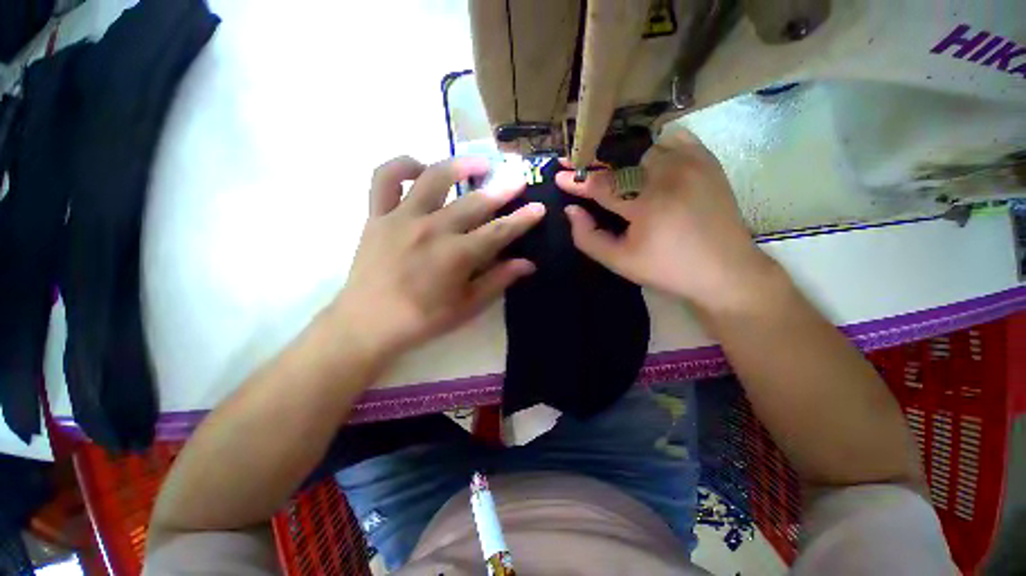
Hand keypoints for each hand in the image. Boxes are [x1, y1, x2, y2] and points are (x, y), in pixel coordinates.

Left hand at [331, 156, 544, 359]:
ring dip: (459, 165)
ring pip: (433, 178)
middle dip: (502, 189)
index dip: (522, 219)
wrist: (367, 324)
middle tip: (517, 179)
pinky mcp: (377, 215)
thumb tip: (527, 264)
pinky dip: (403, 166)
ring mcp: (402, 218)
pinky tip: (420, 169)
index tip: (539, 207)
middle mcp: (432, 229)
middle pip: (474, 203)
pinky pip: (386, 178)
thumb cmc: (422, 320)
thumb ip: (498, 281)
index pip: (498, 232)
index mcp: (456, 256)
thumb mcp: (467, 307)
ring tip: (478, 163)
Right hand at [555, 129, 776, 312]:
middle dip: (596, 163)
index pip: (601, 184)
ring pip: (645, 146)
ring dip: (624, 157)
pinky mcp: (708, 161)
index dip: (577, 180)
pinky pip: (674, 139)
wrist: (725, 271)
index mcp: (646, 204)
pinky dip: (655, 146)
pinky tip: (648, 161)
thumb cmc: (667, 269)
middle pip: (620, 159)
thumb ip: (588, 237)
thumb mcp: (620, 262)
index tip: (559, 176)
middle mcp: (669, 175)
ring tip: (613, 168)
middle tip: (580, 165)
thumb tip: (571, 210)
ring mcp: (692, 163)